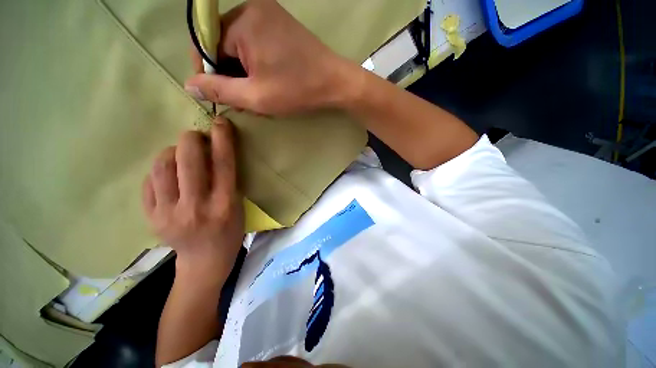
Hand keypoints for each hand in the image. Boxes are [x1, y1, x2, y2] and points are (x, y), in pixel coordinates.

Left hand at [143, 118, 243, 282]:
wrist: (204, 260)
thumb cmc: (230, 231)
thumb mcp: (238, 206)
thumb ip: (227, 180)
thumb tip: (211, 152)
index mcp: (224, 205)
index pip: (223, 165)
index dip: (222, 139)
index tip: (220, 121)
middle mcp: (196, 208)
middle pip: (187, 160)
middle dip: (191, 139)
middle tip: (196, 137)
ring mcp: (168, 214)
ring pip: (162, 166)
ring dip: (172, 152)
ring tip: (180, 155)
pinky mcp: (150, 217)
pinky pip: (150, 181)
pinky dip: (160, 171)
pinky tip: (169, 175)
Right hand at [184, 0, 360, 115]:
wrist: (335, 83)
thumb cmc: (298, 90)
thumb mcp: (255, 96)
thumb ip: (220, 90)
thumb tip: (190, 84)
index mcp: (242, 21)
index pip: (206, 44)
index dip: (208, 72)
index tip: (219, 95)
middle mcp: (252, 9)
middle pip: (223, 44)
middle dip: (229, 74)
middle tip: (243, 100)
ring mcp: (268, 15)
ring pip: (240, 46)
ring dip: (244, 72)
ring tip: (257, 94)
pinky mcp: (279, 25)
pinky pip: (255, 44)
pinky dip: (256, 65)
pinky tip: (266, 82)